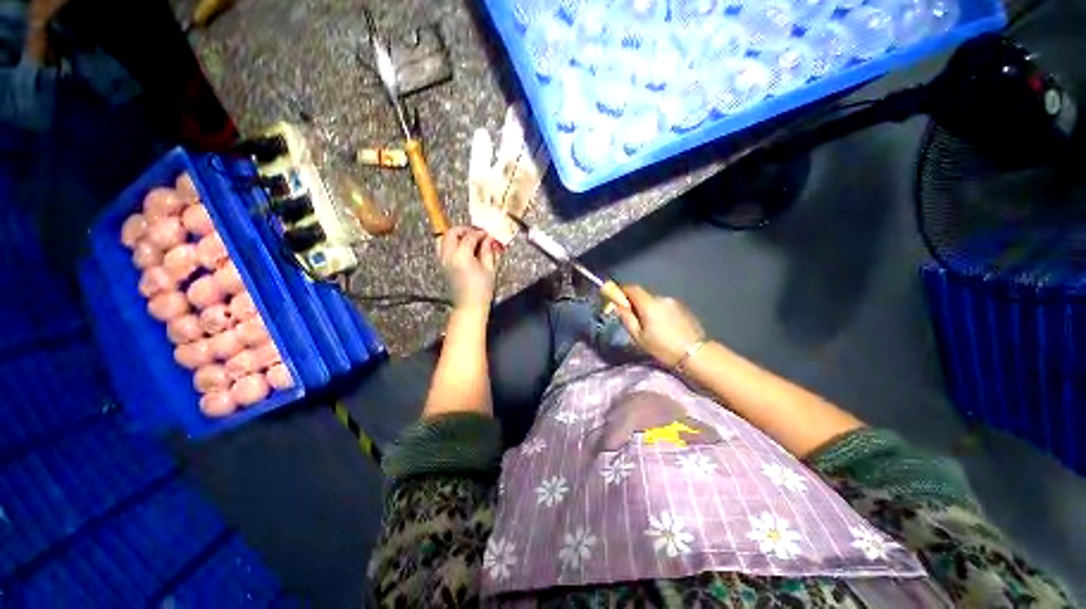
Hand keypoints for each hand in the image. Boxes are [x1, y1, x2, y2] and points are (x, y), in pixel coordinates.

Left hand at [439, 226, 501, 310]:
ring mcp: (443, 261)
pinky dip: (451, 244)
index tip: (488, 234)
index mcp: (462, 256)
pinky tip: (463, 249)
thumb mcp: (489, 269)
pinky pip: (443, 248)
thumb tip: (489, 240)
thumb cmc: (482, 291)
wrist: (469, 306)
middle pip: (452, 233)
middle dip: (464, 230)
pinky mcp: (442, 266)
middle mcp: (449, 256)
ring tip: (468, 239)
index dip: (480, 233)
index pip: (470, 236)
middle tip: (476, 233)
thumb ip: (488, 251)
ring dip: (456, 235)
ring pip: (444, 239)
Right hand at [614, 286, 705, 366]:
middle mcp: (662, 298)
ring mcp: (675, 302)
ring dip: (649, 309)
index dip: (622, 291)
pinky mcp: (684, 308)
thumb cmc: (663, 348)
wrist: (696, 354)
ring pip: (655, 302)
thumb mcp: (639, 337)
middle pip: (644, 296)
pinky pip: (666, 307)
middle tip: (633, 320)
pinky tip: (664, 327)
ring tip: (650, 327)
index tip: (617, 300)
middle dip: (636, 304)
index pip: (632, 288)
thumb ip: (627, 318)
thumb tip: (617, 306)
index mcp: (649, 304)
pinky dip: (660, 313)